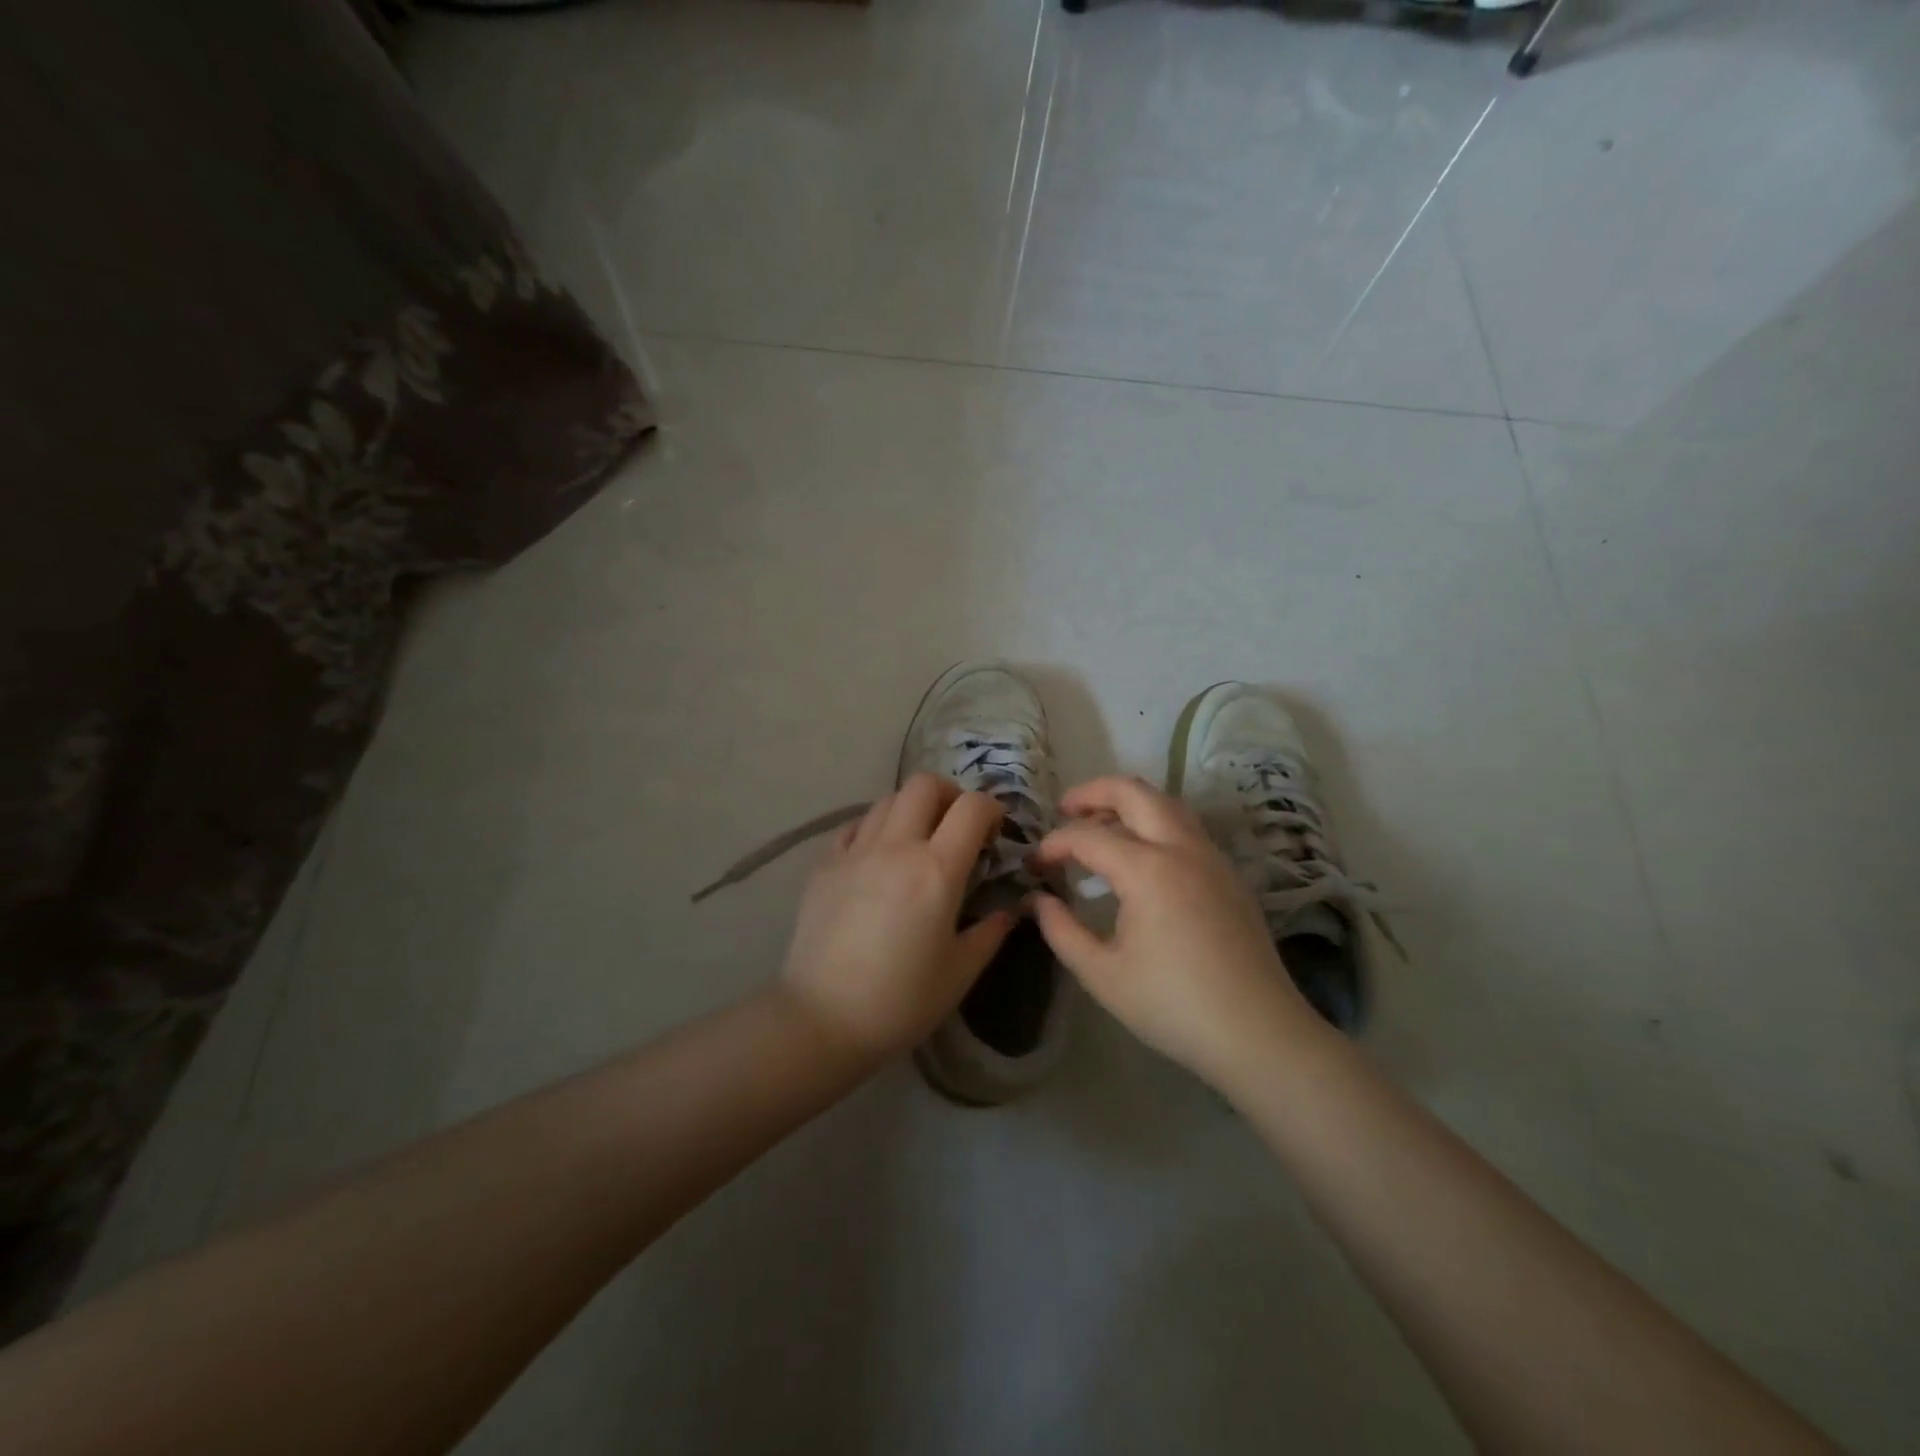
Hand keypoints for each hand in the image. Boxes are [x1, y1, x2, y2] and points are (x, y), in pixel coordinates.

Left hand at [777, 774, 1013, 1062]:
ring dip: (912, 808)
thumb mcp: (960, 972)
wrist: (822, 1019)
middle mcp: (896, 847)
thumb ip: (990, 932)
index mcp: (937, 871)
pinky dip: (876, 827)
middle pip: (925, 784)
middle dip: (950, 795)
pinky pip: (856, 825)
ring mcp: (855, 851)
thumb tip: (1008, 909)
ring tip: (918, 840)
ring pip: (888, 799)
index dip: (991, 809)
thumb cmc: (900, 1001)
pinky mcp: (824, 864)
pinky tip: (879, 857)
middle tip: (957, 827)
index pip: (972, 808)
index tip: (995, 832)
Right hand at [1029, 776, 1317, 1081]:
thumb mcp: (1102, 975)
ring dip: (1127, 802)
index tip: (1034, 864)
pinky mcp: (1228, 874)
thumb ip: (1061, 931)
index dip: (1054, 844)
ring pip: (1165, 803)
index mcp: (1148, 870)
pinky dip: (1154, 823)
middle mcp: (1182, 848)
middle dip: (1092, 792)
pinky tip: (1140, 855)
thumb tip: (1038, 900)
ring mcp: (1211, 857)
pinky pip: (1185, 827)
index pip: (1088, 836)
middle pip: (1134, 792)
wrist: (1258, 1033)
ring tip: (1099, 824)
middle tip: (1064, 810)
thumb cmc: (1173, 1005)